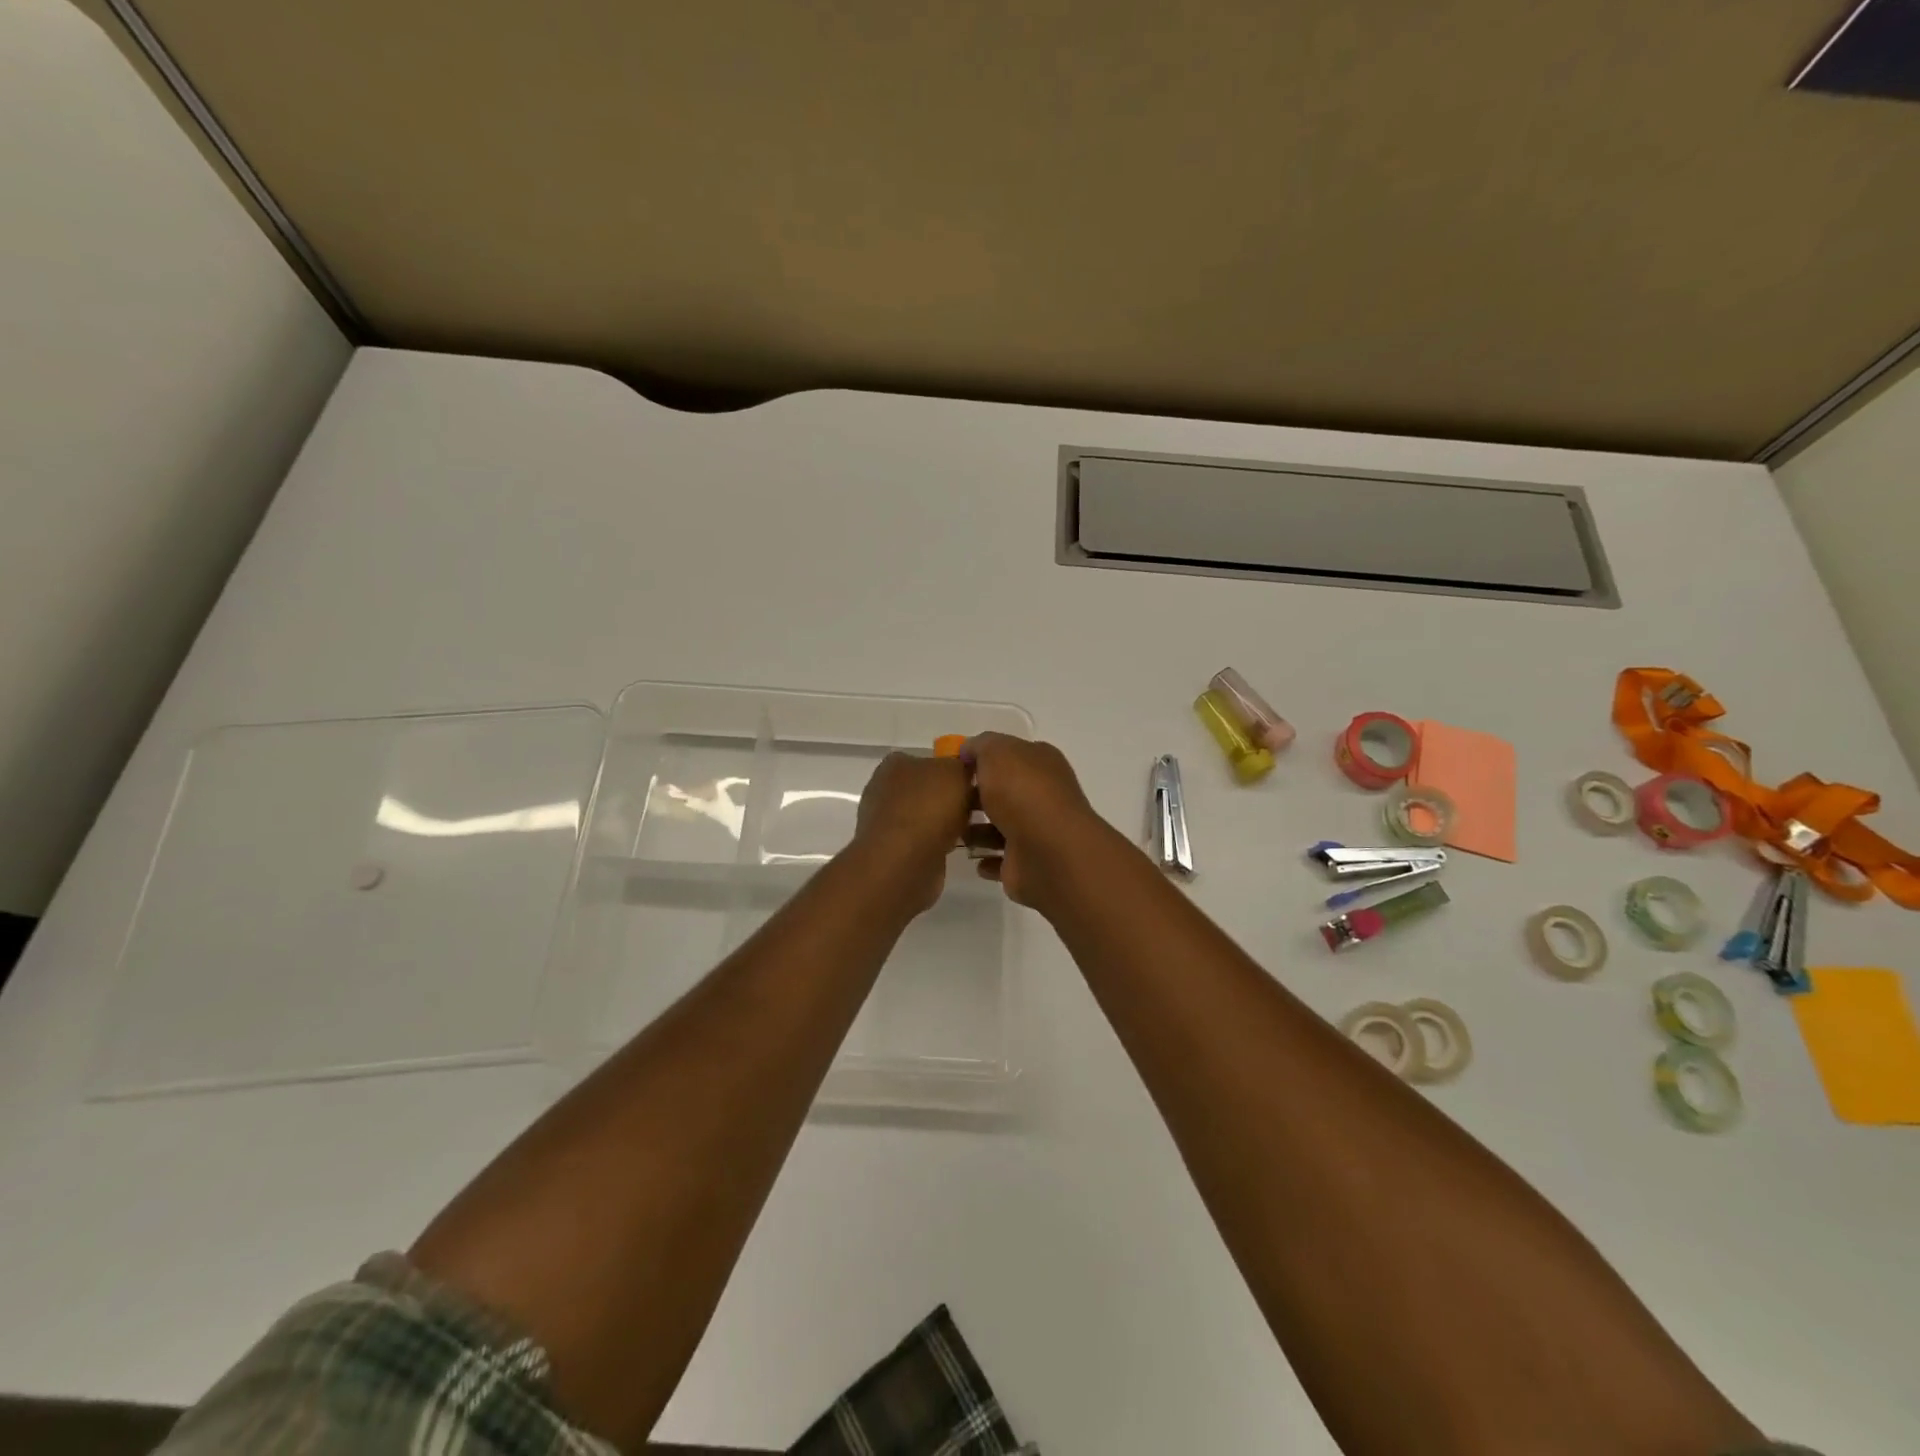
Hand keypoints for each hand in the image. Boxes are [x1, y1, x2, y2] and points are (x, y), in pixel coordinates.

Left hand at [850, 751, 972, 913]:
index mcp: (895, 764)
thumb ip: (962, 765)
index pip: (928, 759)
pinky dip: (936, 845)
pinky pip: (921, 841)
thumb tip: (963, 771)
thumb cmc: (928, 808)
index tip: (974, 782)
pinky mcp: (890, 851)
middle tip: (977, 808)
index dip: (952, 769)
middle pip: (927, 789)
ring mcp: (884, 822)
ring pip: (925, 817)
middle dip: (950, 798)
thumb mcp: (956, 771)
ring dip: (944, 824)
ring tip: (971, 831)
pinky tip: (951, 849)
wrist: (904, 862)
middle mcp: (884, 789)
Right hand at [964, 732, 1108, 911]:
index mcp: (1042, 763)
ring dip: (979, 831)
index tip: (955, 766)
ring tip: (954, 832)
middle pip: (1006, 792)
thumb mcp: (996, 752)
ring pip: (1002, 827)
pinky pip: (1002, 861)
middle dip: (978, 796)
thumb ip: (981, 745)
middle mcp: (1044, 795)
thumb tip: (968, 750)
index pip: (1012, 754)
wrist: (1045, 851)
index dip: (984, 758)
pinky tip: (973, 858)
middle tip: (948, 801)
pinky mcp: (1029, 864)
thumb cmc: (1021, 792)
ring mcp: (1038, 832)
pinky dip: (988, 860)